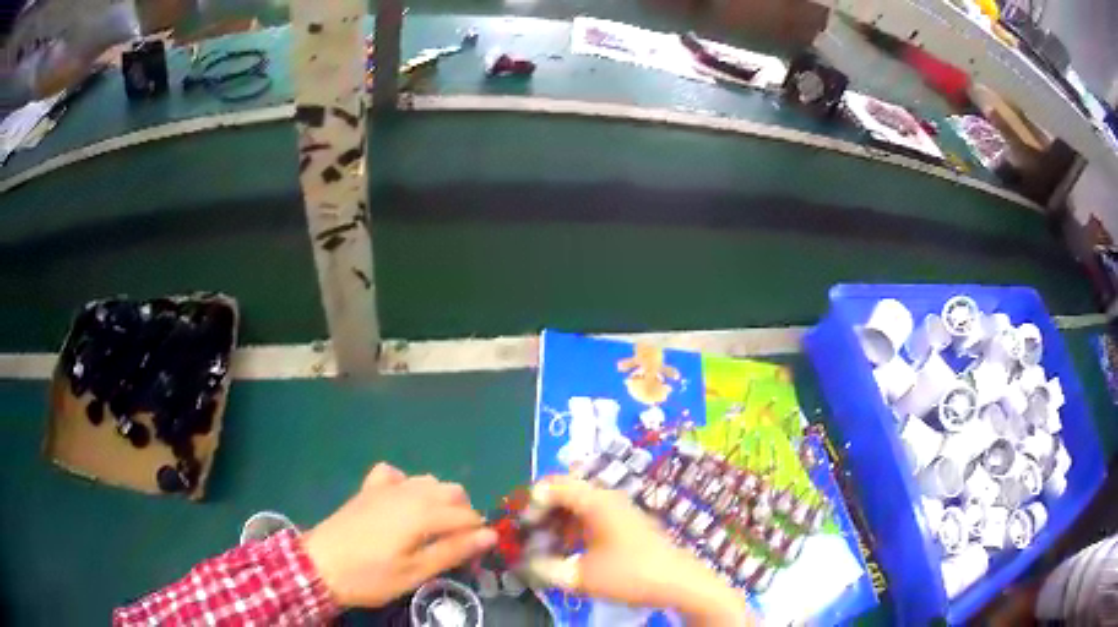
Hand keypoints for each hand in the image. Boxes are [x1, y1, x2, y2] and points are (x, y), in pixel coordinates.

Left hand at [301, 463, 496, 607]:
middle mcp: (409, 491)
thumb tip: (490, 535)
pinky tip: (401, 503)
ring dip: (439, 500)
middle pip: (453, 492)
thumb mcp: (415, 571)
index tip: (472, 556)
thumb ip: (453, 550)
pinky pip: (395, 474)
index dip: (477, 535)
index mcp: (424, 512)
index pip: (468, 516)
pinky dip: (405, 484)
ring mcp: (386, 487)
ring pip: (428, 481)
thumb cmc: (371, 575)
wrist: (319, 565)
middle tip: (453, 545)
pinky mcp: (368, 489)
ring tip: (432, 529)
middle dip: (462, 515)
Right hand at [525, 476, 753, 625]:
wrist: (680, 583)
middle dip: (541, 513)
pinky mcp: (625, 524)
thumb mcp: (581, 577)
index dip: (530, 502)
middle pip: (564, 492)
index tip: (521, 528)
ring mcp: (619, 510)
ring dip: (556, 523)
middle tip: (527, 536)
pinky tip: (568, 552)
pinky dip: (573, 530)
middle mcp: (607, 498)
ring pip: (577, 506)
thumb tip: (523, 564)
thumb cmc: (631, 575)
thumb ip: (545, 569)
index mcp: (596, 501)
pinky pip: (590, 517)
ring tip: (544, 547)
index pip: (553, 484)